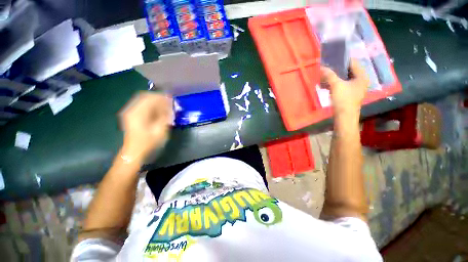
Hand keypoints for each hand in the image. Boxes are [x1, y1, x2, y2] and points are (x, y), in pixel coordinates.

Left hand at [119, 92, 172, 162]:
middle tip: (169, 102)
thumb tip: (169, 106)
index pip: (150, 97)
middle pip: (145, 96)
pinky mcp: (130, 115)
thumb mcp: (160, 130)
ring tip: (165, 106)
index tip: (172, 99)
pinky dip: (150, 105)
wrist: (134, 152)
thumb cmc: (148, 143)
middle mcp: (131, 109)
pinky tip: (158, 110)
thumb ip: (165, 116)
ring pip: (143, 100)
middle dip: (158, 97)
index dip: (162, 97)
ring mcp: (129, 112)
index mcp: (138, 113)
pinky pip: (141, 105)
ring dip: (155, 101)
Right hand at [320, 59, 369, 117]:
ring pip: (344, 78)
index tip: (332, 57)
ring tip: (325, 75)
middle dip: (337, 68)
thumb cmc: (343, 99)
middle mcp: (360, 80)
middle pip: (348, 70)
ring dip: (334, 76)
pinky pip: (342, 84)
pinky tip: (326, 84)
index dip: (343, 59)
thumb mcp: (336, 85)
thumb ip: (329, 75)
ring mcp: (355, 88)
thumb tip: (321, 67)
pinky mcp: (349, 93)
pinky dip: (334, 83)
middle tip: (327, 66)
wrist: (344, 116)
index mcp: (362, 76)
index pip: (353, 62)